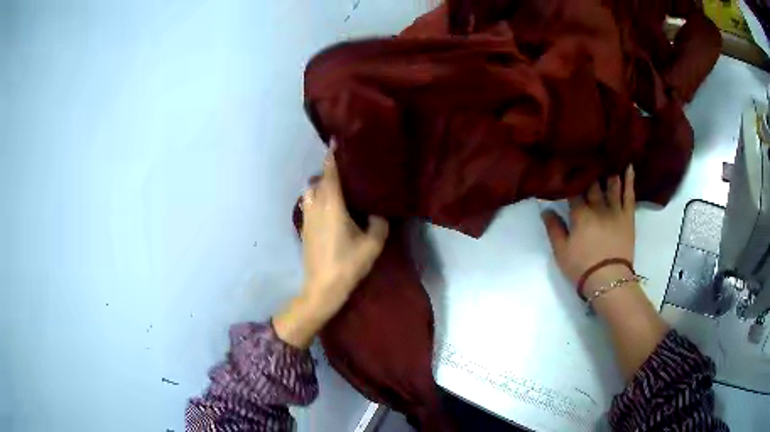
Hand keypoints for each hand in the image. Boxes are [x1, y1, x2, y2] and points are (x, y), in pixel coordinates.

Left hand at [274, 148, 388, 347]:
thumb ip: (379, 222)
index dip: (332, 155)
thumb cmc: (348, 264)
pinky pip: (309, 203)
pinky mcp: (304, 227)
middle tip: (346, 169)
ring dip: (321, 185)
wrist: (322, 287)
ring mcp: (307, 216)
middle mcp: (316, 205)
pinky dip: (317, 198)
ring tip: (337, 188)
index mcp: (332, 204)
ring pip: (310, 191)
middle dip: (329, 170)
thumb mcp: (372, 244)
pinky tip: (329, 207)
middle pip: (318, 179)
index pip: (330, 172)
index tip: (335, 141)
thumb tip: (378, 211)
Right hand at [541, 165, 635, 296]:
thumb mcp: (561, 251)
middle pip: (592, 185)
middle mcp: (598, 206)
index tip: (567, 171)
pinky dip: (629, 180)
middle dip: (588, 173)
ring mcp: (615, 210)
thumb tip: (545, 209)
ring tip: (606, 157)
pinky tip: (629, 166)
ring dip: (607, 171)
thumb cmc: (582, 267)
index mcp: (580, 214)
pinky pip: (629, 195)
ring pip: (611, 185)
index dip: (569, 181)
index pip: (573, 193)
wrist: (608, 280)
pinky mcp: (628, 216)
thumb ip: (553, 228)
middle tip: (586, 159)